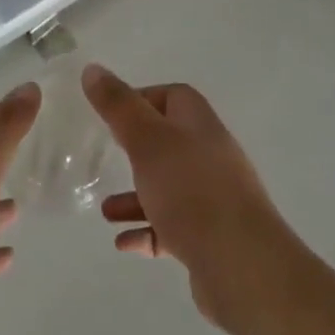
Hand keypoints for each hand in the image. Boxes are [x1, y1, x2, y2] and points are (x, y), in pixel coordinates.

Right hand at [82, 65, 296, 334]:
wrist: (242, 265)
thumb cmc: (191, 191)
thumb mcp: (147, 140)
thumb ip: (118, 106)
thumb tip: (92, 69)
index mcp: (199, 124)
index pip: (173, 96)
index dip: (142, 99)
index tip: (111, 114)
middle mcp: (210, 155)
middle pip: (169, 142)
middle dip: (136, 150)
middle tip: (107, 156)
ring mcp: (214, 198)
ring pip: (169, 188)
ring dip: (136, 196)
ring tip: (106, 211)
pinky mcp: (210, 237)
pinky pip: (173, 227)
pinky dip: (148, 230)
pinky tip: (124, 243)